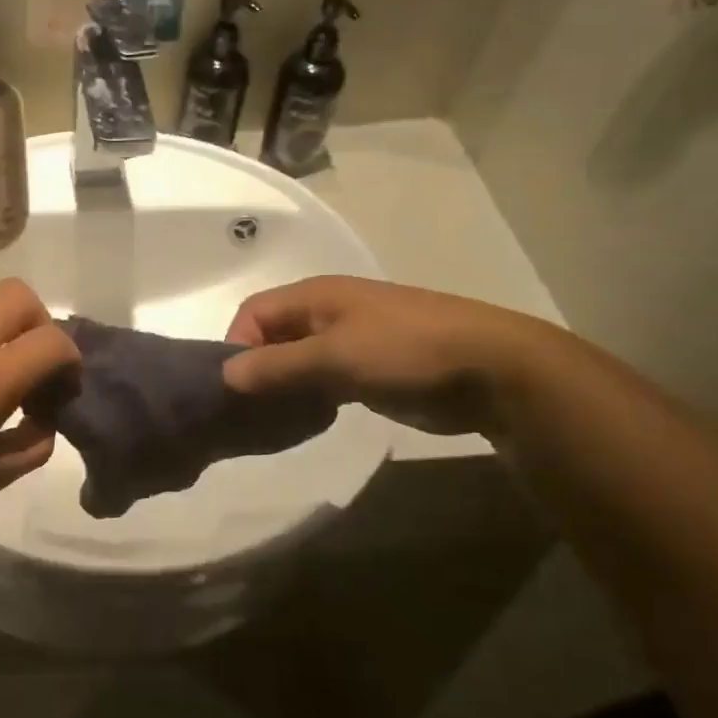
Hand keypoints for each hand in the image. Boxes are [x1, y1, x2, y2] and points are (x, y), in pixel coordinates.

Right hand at [223, 277, 547, 435]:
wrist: (491, 369)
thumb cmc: (407, 350)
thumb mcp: (335, 356)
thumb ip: (277, 366)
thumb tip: (226, 376)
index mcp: (316, 296)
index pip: (253, 313)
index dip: (237, 344)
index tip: (236, 386)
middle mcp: (327, 313)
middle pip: (272, 336)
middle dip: (255, 367)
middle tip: (248, 408)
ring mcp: (349, 341)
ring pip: (295, 360)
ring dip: (281, 385)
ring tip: (271, 418)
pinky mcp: (367, 370)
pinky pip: (321, 380)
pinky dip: (307, 396)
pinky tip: (305, 420)